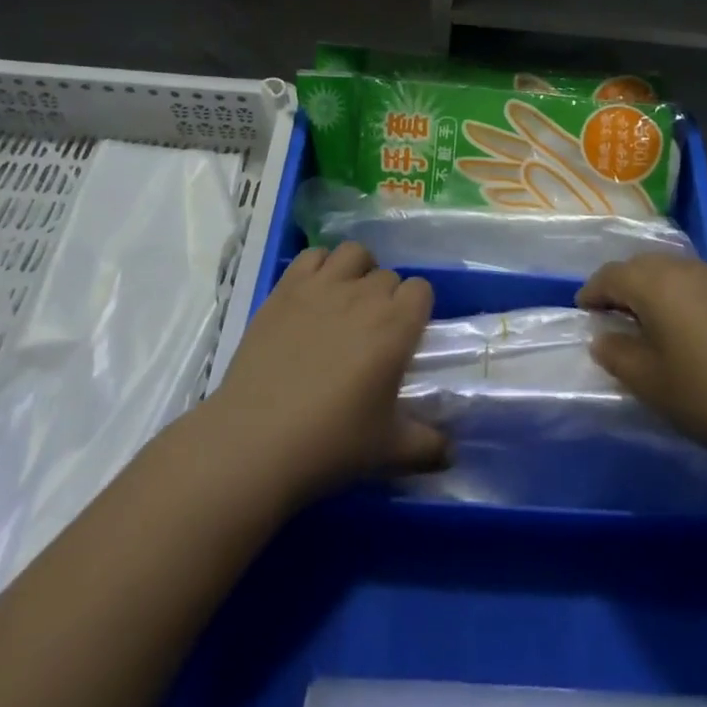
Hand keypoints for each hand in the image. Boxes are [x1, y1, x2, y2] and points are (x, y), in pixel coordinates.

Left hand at [208, 242, 446, 506]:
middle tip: (371, 334)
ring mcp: (322, 286)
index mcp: (396, 326)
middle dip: (386, 298)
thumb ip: (427, 446)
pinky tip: (313, 294)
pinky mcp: (286, 288)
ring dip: (358, 271)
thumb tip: (451, 452)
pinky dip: (319, 267)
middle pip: (388, 275)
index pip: (421, 290)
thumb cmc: (330, 444)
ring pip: (354, 254)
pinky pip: (312, 255)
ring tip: (347, 300)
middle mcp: (364, 295)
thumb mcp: (388, 451)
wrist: (255, 441)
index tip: (404, 337)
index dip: (416, 310)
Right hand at [577, 253, 706, 466]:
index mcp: (656, 285)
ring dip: (663, 291)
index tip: (585, 310)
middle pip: (645, 267)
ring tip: (662, 324)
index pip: (611, 275)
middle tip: (618, 315)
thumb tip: (603, 337)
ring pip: (681, 273)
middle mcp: (688, 269)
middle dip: (626, 286)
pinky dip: (697, 301)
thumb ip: (618, 355)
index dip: (593, 291)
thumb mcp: (652, 384)